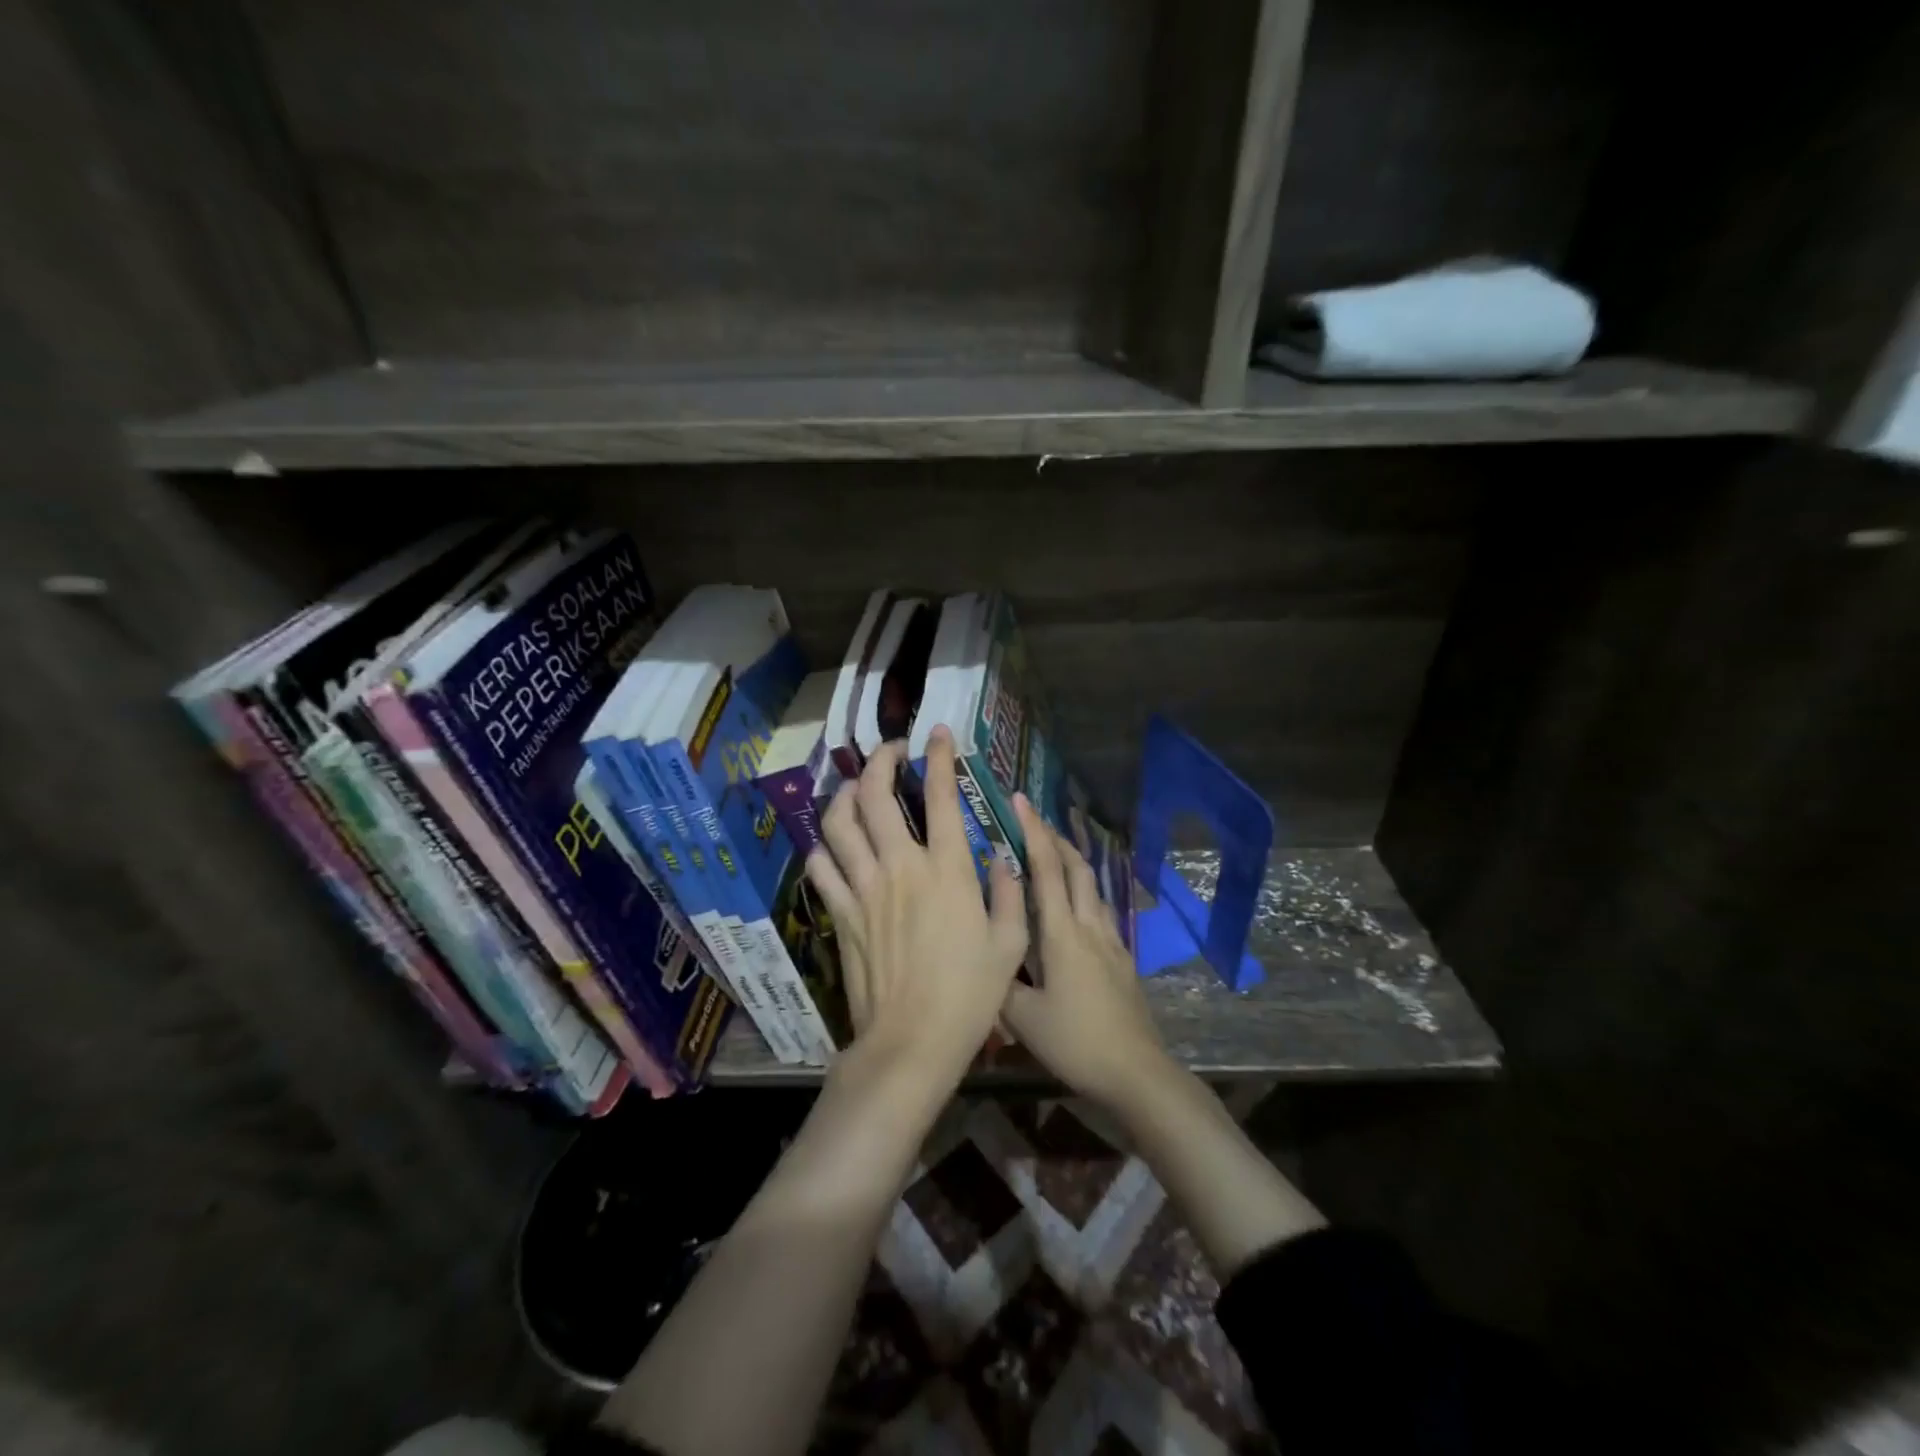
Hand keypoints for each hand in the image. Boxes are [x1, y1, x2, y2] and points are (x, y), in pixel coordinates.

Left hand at [804, 729, 1027, 1091]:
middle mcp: (900, 867)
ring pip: (838, 822)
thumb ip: (1010, 892)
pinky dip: (824, 848)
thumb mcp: (1010, 944)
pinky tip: (835, 846)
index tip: (937, 735)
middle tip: (889, 752)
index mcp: (947, 870)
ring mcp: (863, 888)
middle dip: (879, 761)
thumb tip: (1001, 857)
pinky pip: (821, 867)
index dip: (938, 757)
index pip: (940, 796)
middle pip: (874, 795)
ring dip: (844, 795)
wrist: (912, 1043)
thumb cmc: (969, 995)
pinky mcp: (840, 914)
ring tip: (856, 788)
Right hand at [1001, 797, 1171, 1108]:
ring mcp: (1110, 940)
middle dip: (1055, 837)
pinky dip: (1083, 889)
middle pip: (1076, 867)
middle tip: (1033, 819)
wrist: (1136, 1071)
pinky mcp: (1122, 957)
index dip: (1033, 832)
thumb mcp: (1023, 1019)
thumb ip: (999, 983)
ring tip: (1052, 851)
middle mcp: (1089, 926)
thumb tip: (981, 956)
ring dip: (1072, 860)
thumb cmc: (1076, 1041)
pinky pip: (1099, 908)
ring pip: (1091, 886)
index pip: (1047, 869)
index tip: (1020, 801)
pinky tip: (1075, 903)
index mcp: (1062, 933)